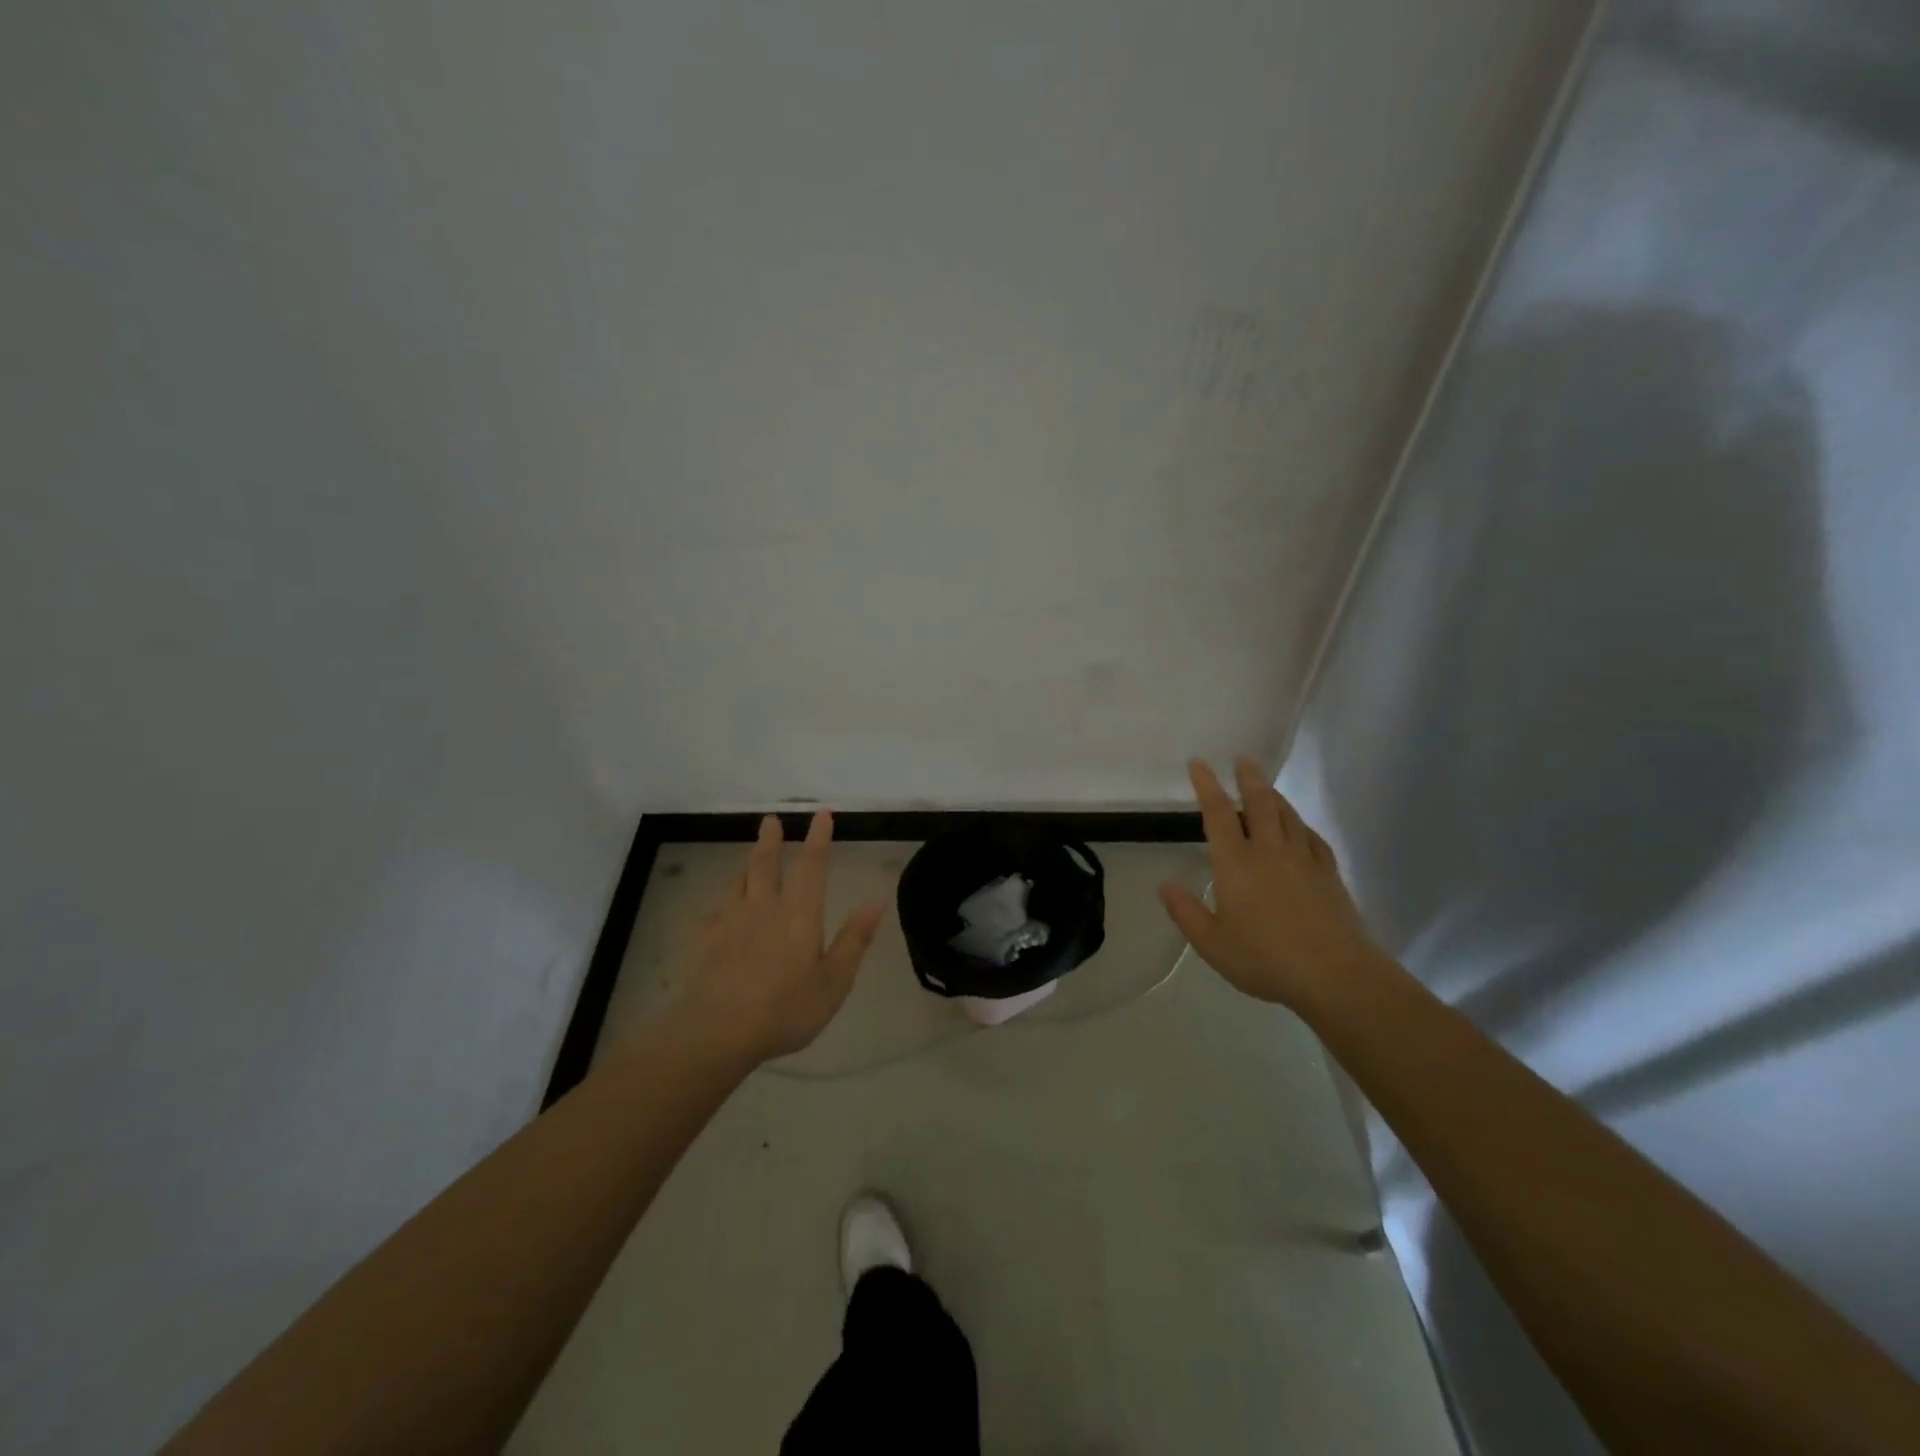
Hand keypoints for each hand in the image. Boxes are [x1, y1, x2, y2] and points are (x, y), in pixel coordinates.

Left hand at [674, 811, 887, 1065]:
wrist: (717, 1032)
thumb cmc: (785, 1009)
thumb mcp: (834, 981)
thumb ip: (854, 940)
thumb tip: (877, 901)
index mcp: (799, 914)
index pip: (812, 866)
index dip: (818, 839)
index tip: (821, 814)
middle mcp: (764, 908)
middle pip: (765, 864)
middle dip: (771, 840)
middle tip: (771, 819)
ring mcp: (730, 922)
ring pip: (738, 881)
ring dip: (746, 863)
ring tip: (749, 854)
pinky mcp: (705, 941)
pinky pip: (713, 911)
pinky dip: (720, 903)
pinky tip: (717, 909)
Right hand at [1158, 758, 1386, 1012]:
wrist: (1335, 975)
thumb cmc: (1265, 959)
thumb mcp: (1212, 943)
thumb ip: (1186, 912)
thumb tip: (1165, 884)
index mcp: (1236, 864)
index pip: (1218, 814)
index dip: (1207, 786)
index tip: (1199, 763)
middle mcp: (1269, 852)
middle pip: (1259, 803)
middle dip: (1248, 778)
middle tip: (1243, 758)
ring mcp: (1303, 860)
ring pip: (1287, 816)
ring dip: (1274, 795)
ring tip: (1266, 784)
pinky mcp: (1328, 874)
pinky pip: (1312, 838)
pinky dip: (1301, 825)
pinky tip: (1299, 827)